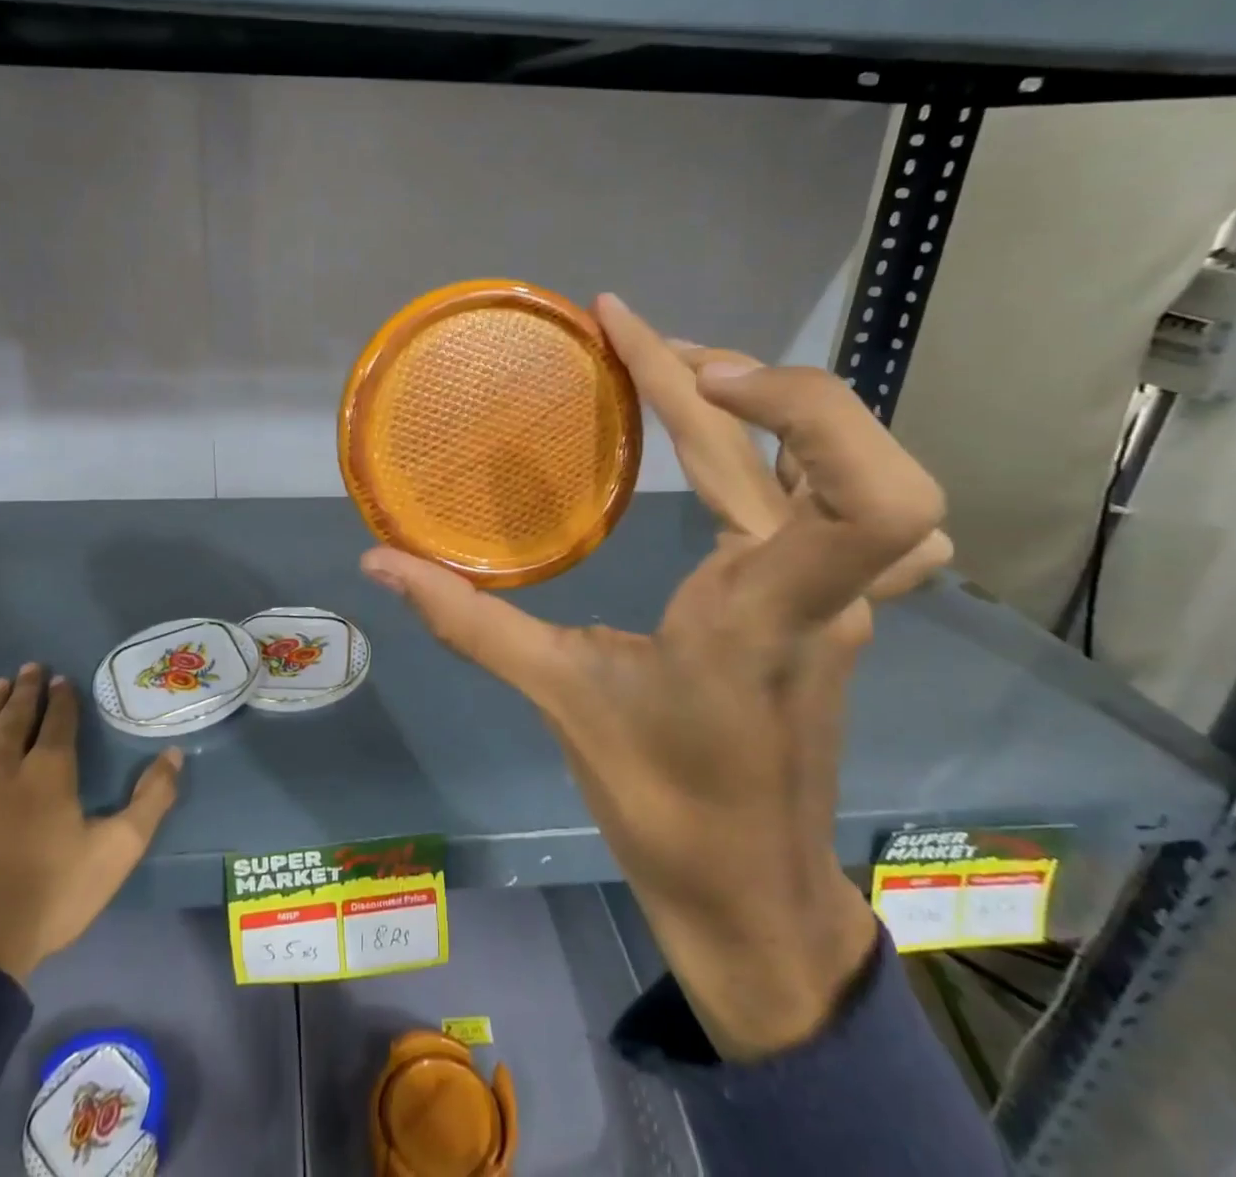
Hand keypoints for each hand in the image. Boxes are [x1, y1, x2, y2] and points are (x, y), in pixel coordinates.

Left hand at [0, 664, 182, 984]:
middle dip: (24, 691)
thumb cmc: (47, 901)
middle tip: (28, 668)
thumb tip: (174, 752)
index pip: (58, 723)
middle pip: (14, 720)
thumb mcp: (117, 852)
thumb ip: (151, 800)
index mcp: (47, 774)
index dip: (61, 699)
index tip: (60, 679)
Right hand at [362, 296, 946, 1060]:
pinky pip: (848, 501)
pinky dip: (805, 452)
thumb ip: (466, 620)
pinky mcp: (835, 605)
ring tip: (690, 381)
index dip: (789, 399)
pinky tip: (750, 455)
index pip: (858, 493)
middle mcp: (819, 589)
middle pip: (831, 444)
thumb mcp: (558, 698)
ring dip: (776, 403)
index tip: (670, 358)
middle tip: (635, 342)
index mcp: (761, 611)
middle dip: (732, 371)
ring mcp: (840, 596)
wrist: (750, 892)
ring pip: (849, 464)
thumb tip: (377, 562)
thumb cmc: (660, 804)